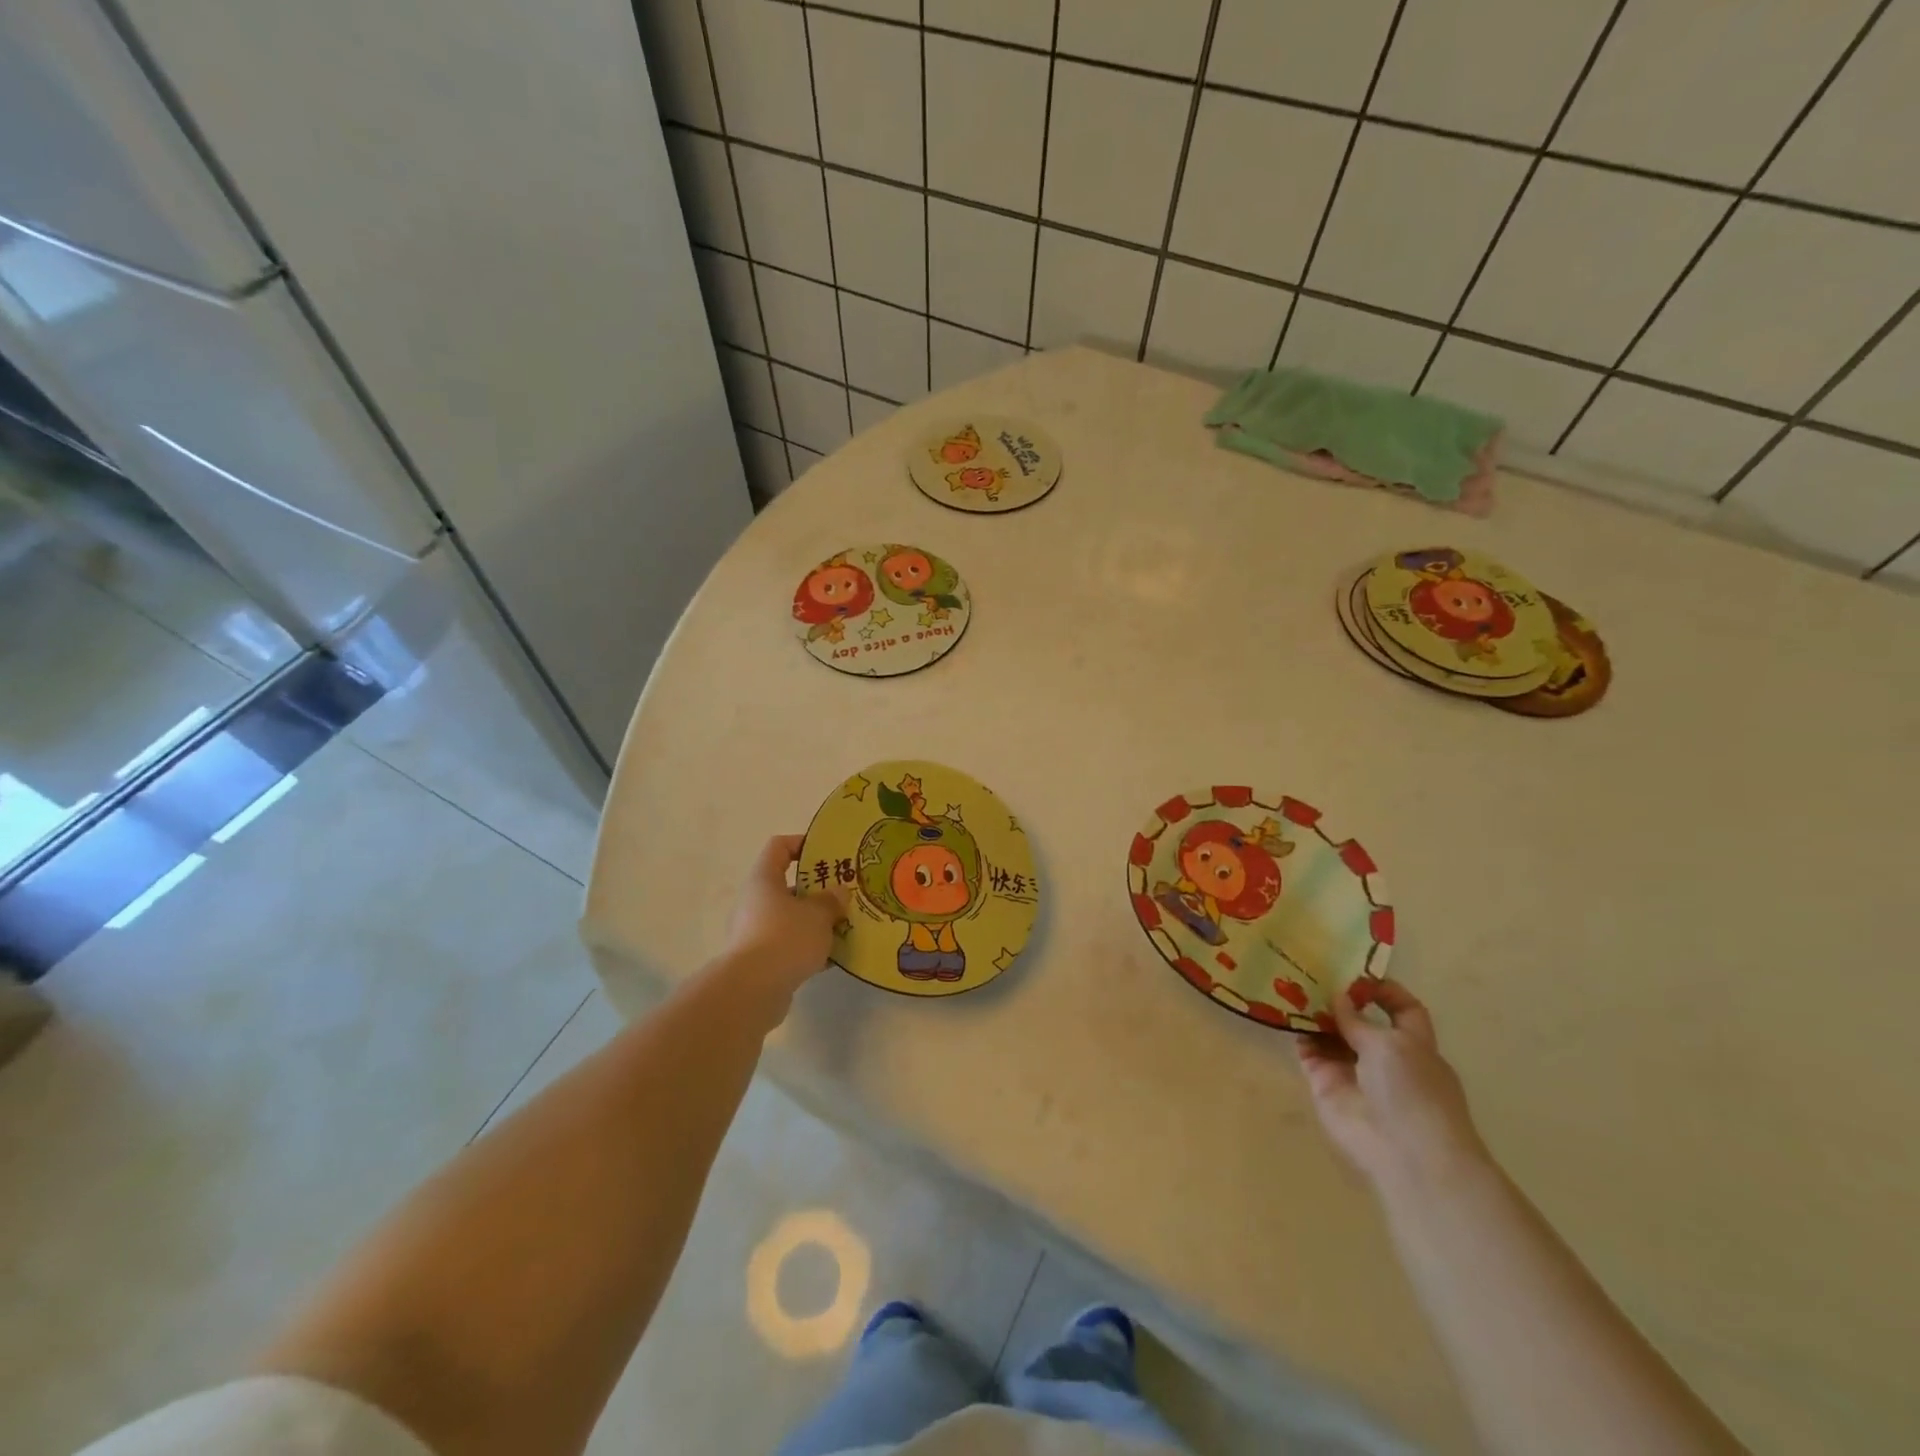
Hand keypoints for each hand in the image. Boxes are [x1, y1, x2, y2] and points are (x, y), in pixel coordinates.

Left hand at [723, 835, 846, 1000]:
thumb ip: (831, 900)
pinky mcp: (761, 961)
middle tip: (845, 894)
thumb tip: (838, 893)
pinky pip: (790, 946)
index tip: (828, 852)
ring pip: (791, 918)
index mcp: (764, 880)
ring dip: (816, 922)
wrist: (752, 990)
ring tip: (845, 926)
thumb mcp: (818, 914)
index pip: (779, 847)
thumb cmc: (785, 937)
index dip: (802, 844)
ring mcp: (755, 932)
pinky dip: (810, 948)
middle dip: (818, 890)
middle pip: (788, 886)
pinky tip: (835, 957)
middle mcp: (755, 902)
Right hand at [1296, 979, 1488, 1193]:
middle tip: (1311, 972)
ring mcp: (1353, 1071)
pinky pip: (1309, 1053)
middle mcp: (1383, 1057)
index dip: (1385, 991)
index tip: (1356, 975)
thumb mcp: (1390, 1044)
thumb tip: (1338, 997)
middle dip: (1339, 999)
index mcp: (1413, 1045)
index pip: (1404, 1010)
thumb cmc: (1412, 1091)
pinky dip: (1299, 1034)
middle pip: (1360, 1021)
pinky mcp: (1327, 1085)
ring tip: (1290, 985)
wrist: (1405, 1153)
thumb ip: (1358, 1020)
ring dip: (1314, 1014)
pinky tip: (1284, 1013)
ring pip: (1331, 1035)